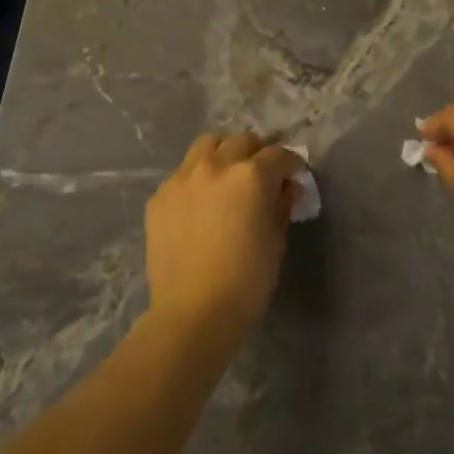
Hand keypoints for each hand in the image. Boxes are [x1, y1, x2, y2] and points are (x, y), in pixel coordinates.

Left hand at [145, 132, 303, 349]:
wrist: (193, 312)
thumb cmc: (246, 281)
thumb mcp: (276, 242)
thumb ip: (281, 205)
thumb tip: (285, 187)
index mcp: (251, 175)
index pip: (278, 154)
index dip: (291, 164)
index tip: (294, 176)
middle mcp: (216, 165)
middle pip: (242, 141)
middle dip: (257, 153)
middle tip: (262, 174)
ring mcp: (183, 177)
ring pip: (207, 145)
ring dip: (223, 154)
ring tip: (227, 176)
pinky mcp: (160, 195)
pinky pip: (183, 173)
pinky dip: (197, 179)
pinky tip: (199, 203)